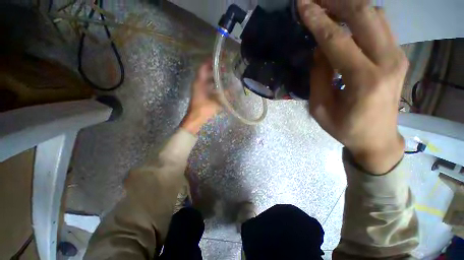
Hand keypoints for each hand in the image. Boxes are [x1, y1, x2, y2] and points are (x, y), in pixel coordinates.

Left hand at [181, 60, 221, 134]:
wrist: (195, 118)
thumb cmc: (204, 108)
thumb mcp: (216, 100)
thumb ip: (225, 94)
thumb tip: (234, 89)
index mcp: (199, 82)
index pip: (203, 67)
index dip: (209, 61)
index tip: (218, 59)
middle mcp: (198, 83)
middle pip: (205, 72)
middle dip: (213, 69)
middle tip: (223, 67)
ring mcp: (198, 89)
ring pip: (206, 79)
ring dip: (213, 76)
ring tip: (223, 75)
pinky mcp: (200, 94)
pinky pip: (206, 85)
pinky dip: (212, 84)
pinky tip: (219, 86)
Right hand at [298, 0, 407, 173]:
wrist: (377, 139)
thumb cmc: (344, 128)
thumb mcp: (320, 108)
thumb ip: (319, 76)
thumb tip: (318, 49)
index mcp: (363, 80)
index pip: (337, 39)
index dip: (317, 20)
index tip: (302, 5)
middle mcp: (387, 62)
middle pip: (364, 15)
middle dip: (336, 1)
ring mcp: (398, 56)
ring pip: (375, 15)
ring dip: (349, 5)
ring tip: (327, 5)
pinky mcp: (398, 56)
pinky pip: (380, 25)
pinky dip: (361, 15)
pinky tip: (345, 17)